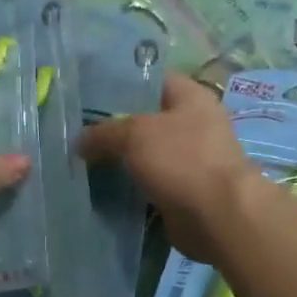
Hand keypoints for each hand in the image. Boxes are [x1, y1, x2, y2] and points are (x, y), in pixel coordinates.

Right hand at [77, 74, 254, 263]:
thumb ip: (103, 132)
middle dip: (114, 126)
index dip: (121, 84)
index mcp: (191, 97)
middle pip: (146, 119)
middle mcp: (194, 124)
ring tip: (82, 160)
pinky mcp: (183, 190)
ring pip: (145, 154)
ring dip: (119, 160)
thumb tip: (80, 141)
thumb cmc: (181, 160)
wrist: (217, 216)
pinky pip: (149, 182)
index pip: (151, 80)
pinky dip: (129, 186)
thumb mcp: (134, 134)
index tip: (88, 95)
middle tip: (79, 132)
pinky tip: (101, 187)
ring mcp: (190, 159)